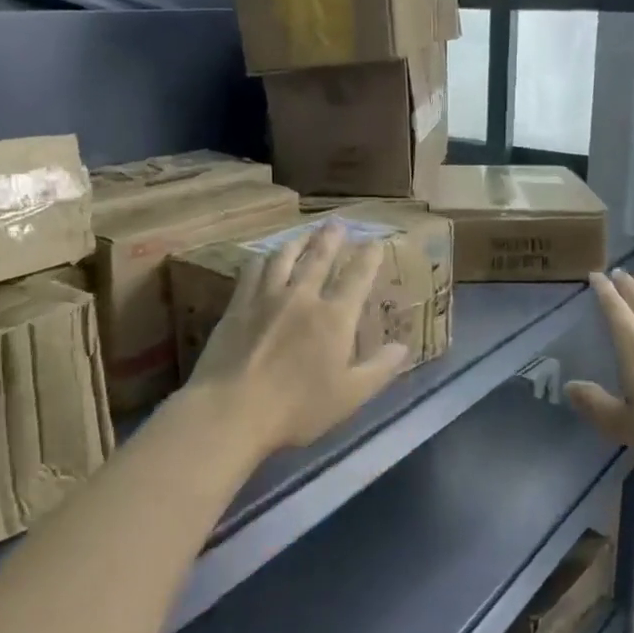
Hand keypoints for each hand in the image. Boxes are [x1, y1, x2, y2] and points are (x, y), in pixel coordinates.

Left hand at [185, 221, 408, 457]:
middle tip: (337, 222)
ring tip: (304, 233)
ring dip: (297, 241)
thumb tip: (402, 347)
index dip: (368, 257)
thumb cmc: (297, 409)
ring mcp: (266, 297)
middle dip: (331, 238)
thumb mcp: (349, 396)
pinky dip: (263, 258)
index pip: (357, 277)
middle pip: (319, 258)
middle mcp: (302, 297)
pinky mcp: (237, 305)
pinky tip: (264, 257)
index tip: (374, 241)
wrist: (231, 410)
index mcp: (334, 317)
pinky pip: (252, 271)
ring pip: (284, 257)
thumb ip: (379, 369)